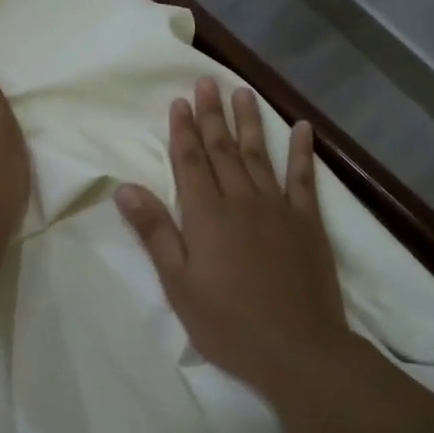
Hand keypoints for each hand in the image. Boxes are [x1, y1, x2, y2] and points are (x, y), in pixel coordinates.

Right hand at [116, 77, 350, 399]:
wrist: (299, 351)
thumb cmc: (228, 322)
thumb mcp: (178, 283)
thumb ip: (154, 231)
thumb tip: (125, 187)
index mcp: (206, 215)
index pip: (190, 161)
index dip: (182, 130)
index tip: (179, 101)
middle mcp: (241, 200)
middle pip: (223, 149)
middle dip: (211, 115)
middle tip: (207, 81)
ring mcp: (278, 208)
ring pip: (259, 155)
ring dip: (249, 122)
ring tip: (243, 92)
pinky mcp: (308, 223)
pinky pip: (304, 179)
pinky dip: (302, 152)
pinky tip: (302, 128)